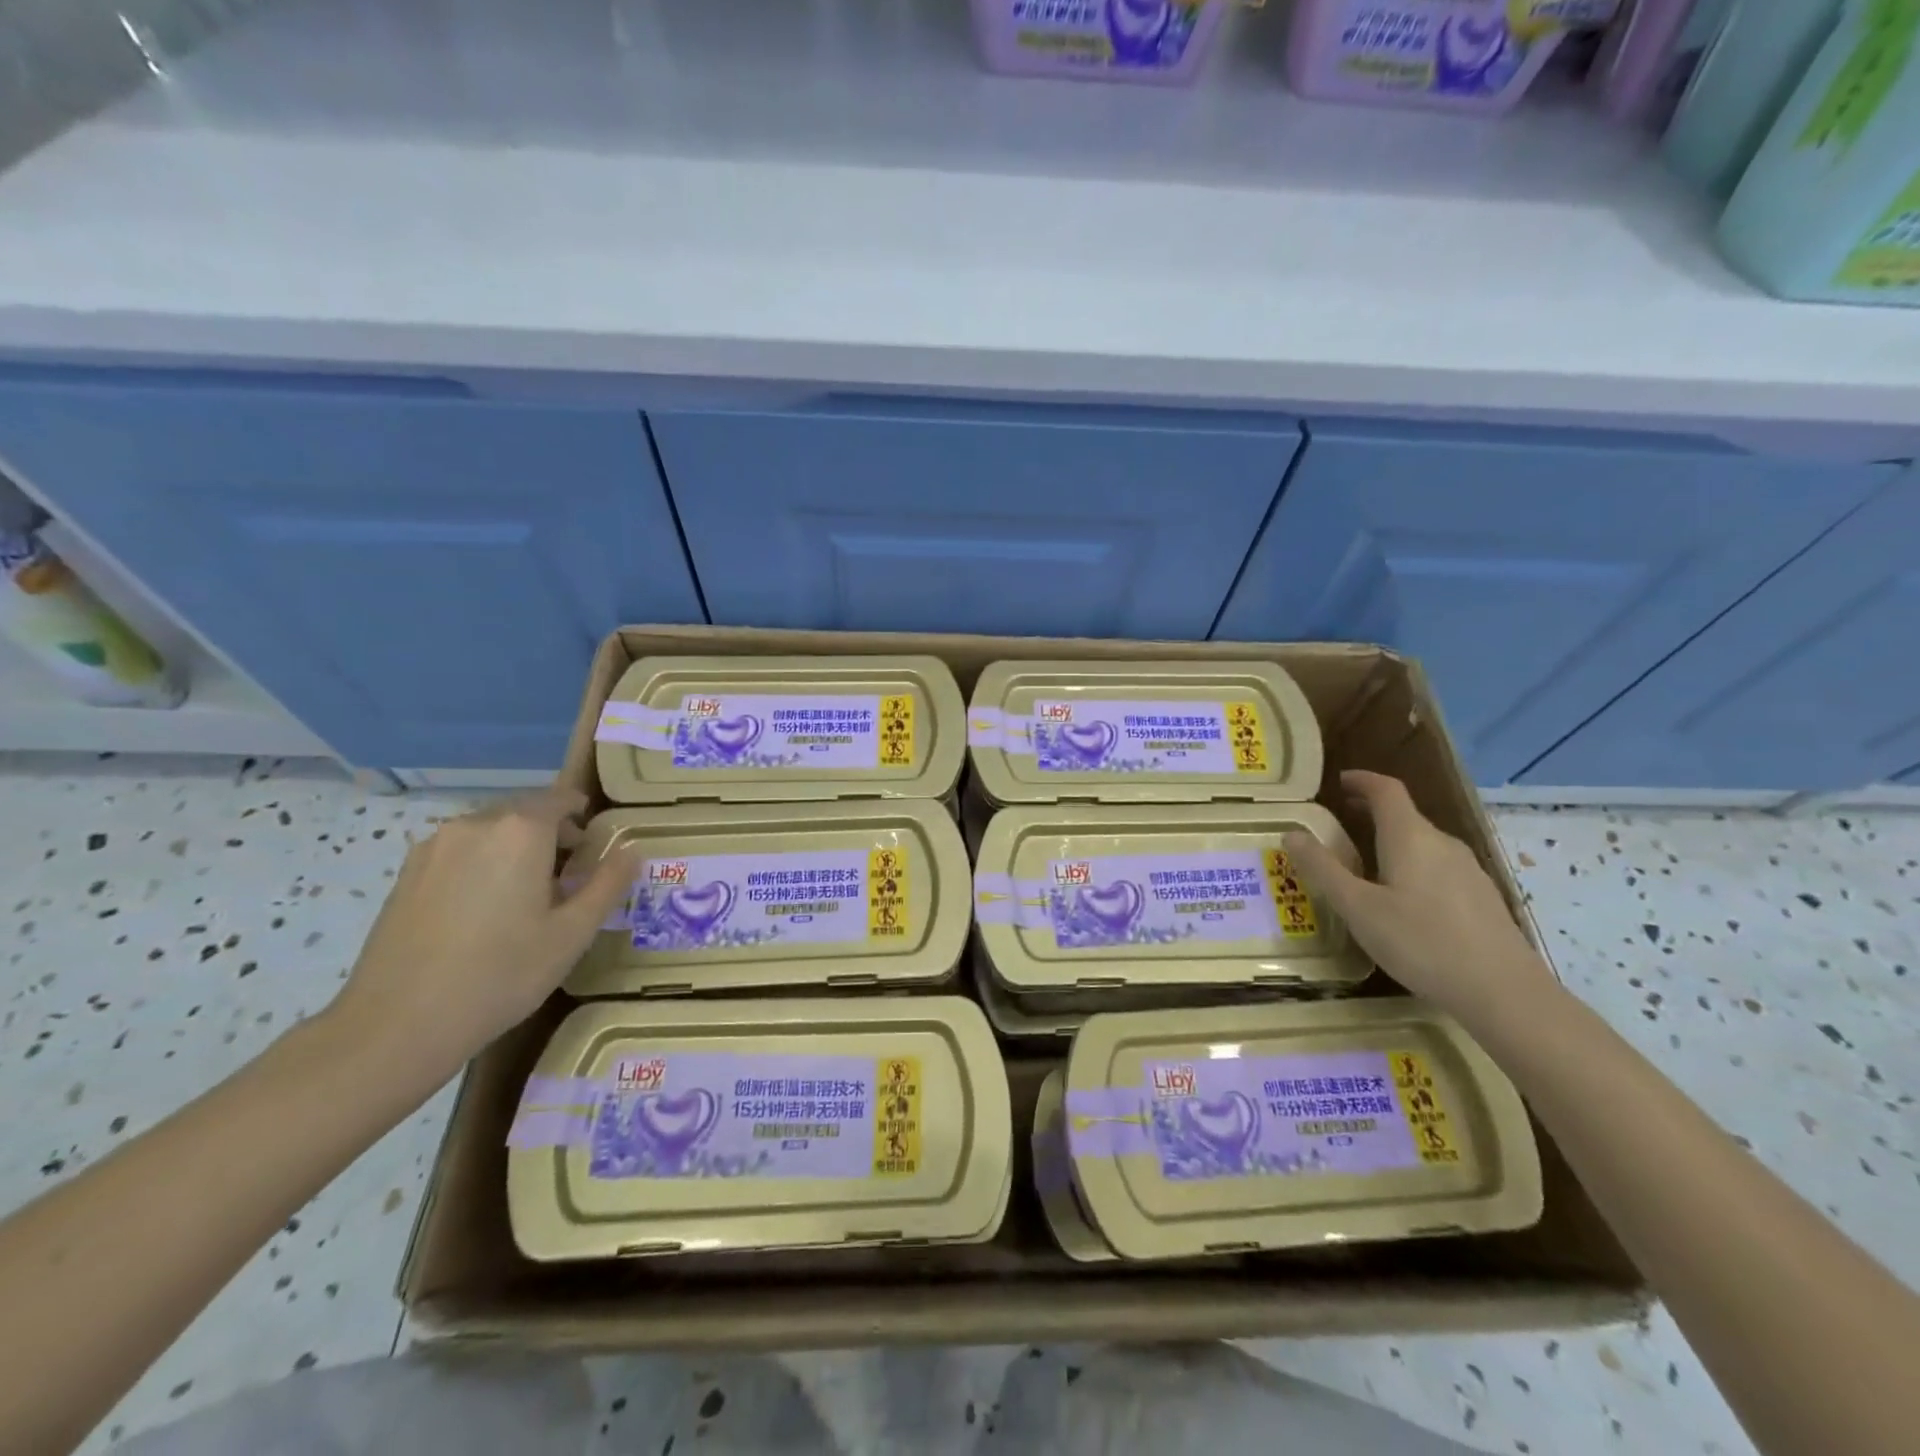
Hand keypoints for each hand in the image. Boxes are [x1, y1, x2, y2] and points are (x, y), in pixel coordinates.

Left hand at [326, 786, 637, 1080]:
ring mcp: (434, 847)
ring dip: (514, 850)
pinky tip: (481, 913)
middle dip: (550, 835)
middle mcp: (475, 825)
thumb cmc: (502, 974)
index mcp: (521, 830)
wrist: (397, 1025)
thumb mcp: (573, 933)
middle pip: (524, 812)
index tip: (594, 847)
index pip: (561, 799)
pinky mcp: (406, 874)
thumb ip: (608, 884)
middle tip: (566, 880)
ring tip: (523, 899)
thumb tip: (631, 850)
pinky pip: (459, 853)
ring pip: (490, 833)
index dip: (582, 816)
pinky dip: (481, 866)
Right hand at [1282, 770, 1559, 1031]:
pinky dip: (1411, 864)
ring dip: (1391, 840)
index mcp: (1410, 837)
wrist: (1504, 992)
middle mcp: (1442, 843)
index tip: (1338, 782)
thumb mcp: (1358, 908)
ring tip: (1364, 862)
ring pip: (1422, 842)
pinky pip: (1437, 866)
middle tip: (1338, 822)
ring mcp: (1467, 870)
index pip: (1386, 790)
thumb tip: (1292, 834)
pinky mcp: (1480, 896)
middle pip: (1405, 814)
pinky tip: (1402, 899)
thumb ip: (1323, 869)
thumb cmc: (1421, 943)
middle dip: (1370, 811)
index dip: (1361, 780)